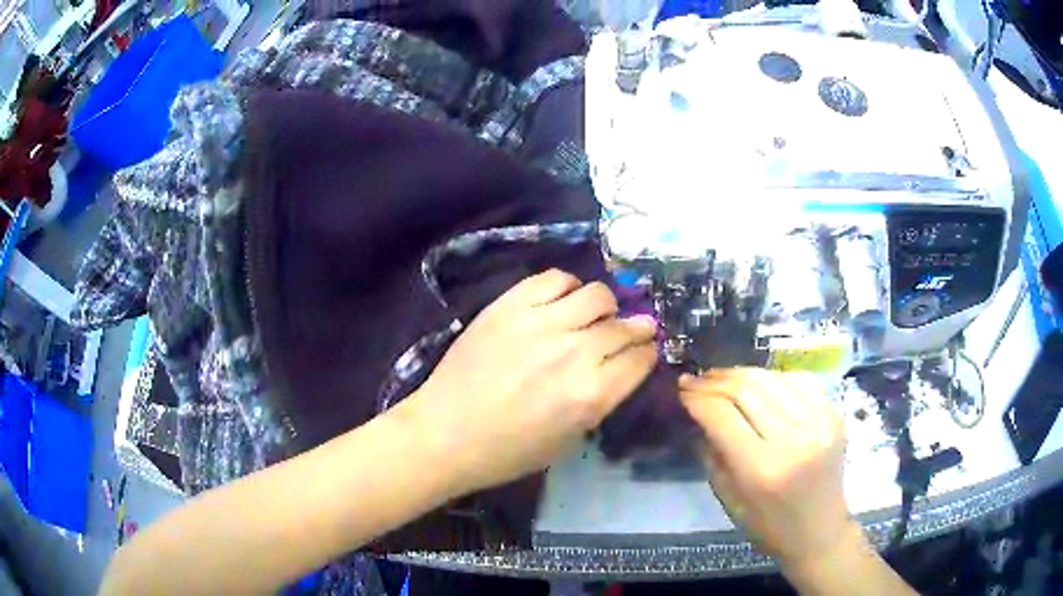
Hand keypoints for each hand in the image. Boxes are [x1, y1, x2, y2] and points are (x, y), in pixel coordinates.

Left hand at [400, 269, 657, 496]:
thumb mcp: (568, 440)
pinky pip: (555, 278)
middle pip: (624, 326)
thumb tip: (619, 369)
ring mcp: (541, 322)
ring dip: (604, 306)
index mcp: (591, 394)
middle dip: (636, 329)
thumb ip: (601, 401)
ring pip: (597, 294)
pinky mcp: (511, 305)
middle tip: (631, 331)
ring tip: (593, 316)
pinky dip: (568, 287)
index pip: (641, 359)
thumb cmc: (508, 451)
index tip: (646, 352)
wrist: (445, 433)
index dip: (648, 354)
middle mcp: (574, 352)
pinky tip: (562, 301)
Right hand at [680, 369, 857, 574]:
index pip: (722, 415)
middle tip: (697, 380)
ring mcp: (819, 424)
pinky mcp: (834, 416)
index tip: (681, 390)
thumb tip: (698, 413)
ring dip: (743, 374)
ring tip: (724, 378)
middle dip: (715, 380)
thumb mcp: (729, 497)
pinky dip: (776, 377)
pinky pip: (802, 381)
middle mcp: (793, 440)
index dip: (697, 397)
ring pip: (773, 378)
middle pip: (747, 389)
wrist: (819, 531)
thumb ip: (712, 453)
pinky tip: (763, 383)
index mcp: (761, 469)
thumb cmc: (767, 525)